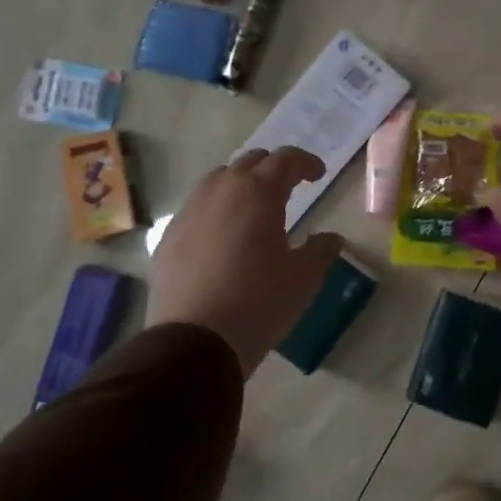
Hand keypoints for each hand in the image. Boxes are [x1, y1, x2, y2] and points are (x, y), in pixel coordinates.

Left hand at [147, 147, 344, 375]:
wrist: (195, 340)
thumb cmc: (259, 302)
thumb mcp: (303, 278)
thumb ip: (321, 250)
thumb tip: (331, 238)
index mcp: (258, 193)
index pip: (285, 159)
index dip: (306, 163)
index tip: (318, 175)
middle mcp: (220, 191)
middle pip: (249, 162)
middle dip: (272, 168)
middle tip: (288, 187)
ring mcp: (189, 211)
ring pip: (218, 181)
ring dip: (240, 185)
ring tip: (253, 208)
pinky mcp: (169, 235)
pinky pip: (197, 208)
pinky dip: (216, 209)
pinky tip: (223, 236)